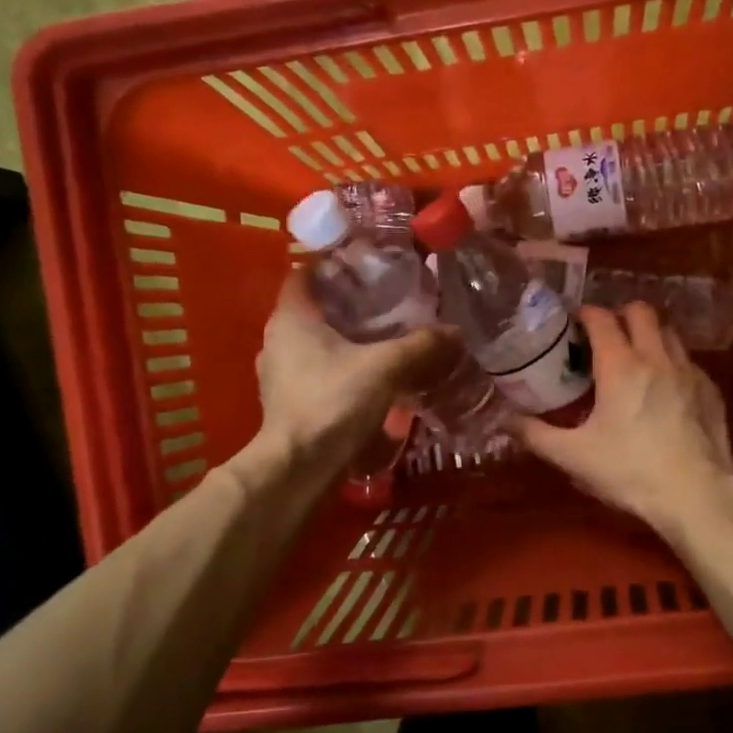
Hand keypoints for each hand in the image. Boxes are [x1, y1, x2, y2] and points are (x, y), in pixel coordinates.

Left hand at [255, 272, 454, 468]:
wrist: (299, 468)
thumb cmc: (333, 402)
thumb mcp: (386, 367)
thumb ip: (421, 346)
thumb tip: (455, 331)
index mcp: (291, 318)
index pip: (305, 273)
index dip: (334, 264)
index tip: (369, 264)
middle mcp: (278, 340)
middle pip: (314, 309)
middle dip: (348, 303)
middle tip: (388, 299)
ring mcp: (279, 374)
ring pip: (316, 343)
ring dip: (345, 338)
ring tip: (385, 337)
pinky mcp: (290, 402)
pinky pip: (318, 371)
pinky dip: (341, 367)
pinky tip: (371, 376)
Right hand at [517, 303, 732, 532]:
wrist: (696, 495)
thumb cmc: (630, 472)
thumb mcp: (574, 457)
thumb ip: (536, 434)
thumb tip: (506, 420)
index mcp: (620, 365)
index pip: (601, 318)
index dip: (584, 314)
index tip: (572, 325)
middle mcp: (656, 357)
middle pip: (640, 311)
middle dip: (620, 315)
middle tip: (604, 339)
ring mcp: (689, 371)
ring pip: (668, 332)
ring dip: (648, 336)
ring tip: (634, 360)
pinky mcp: (711, 390)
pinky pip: (688, 362)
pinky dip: (671, 364)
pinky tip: (664, 391)